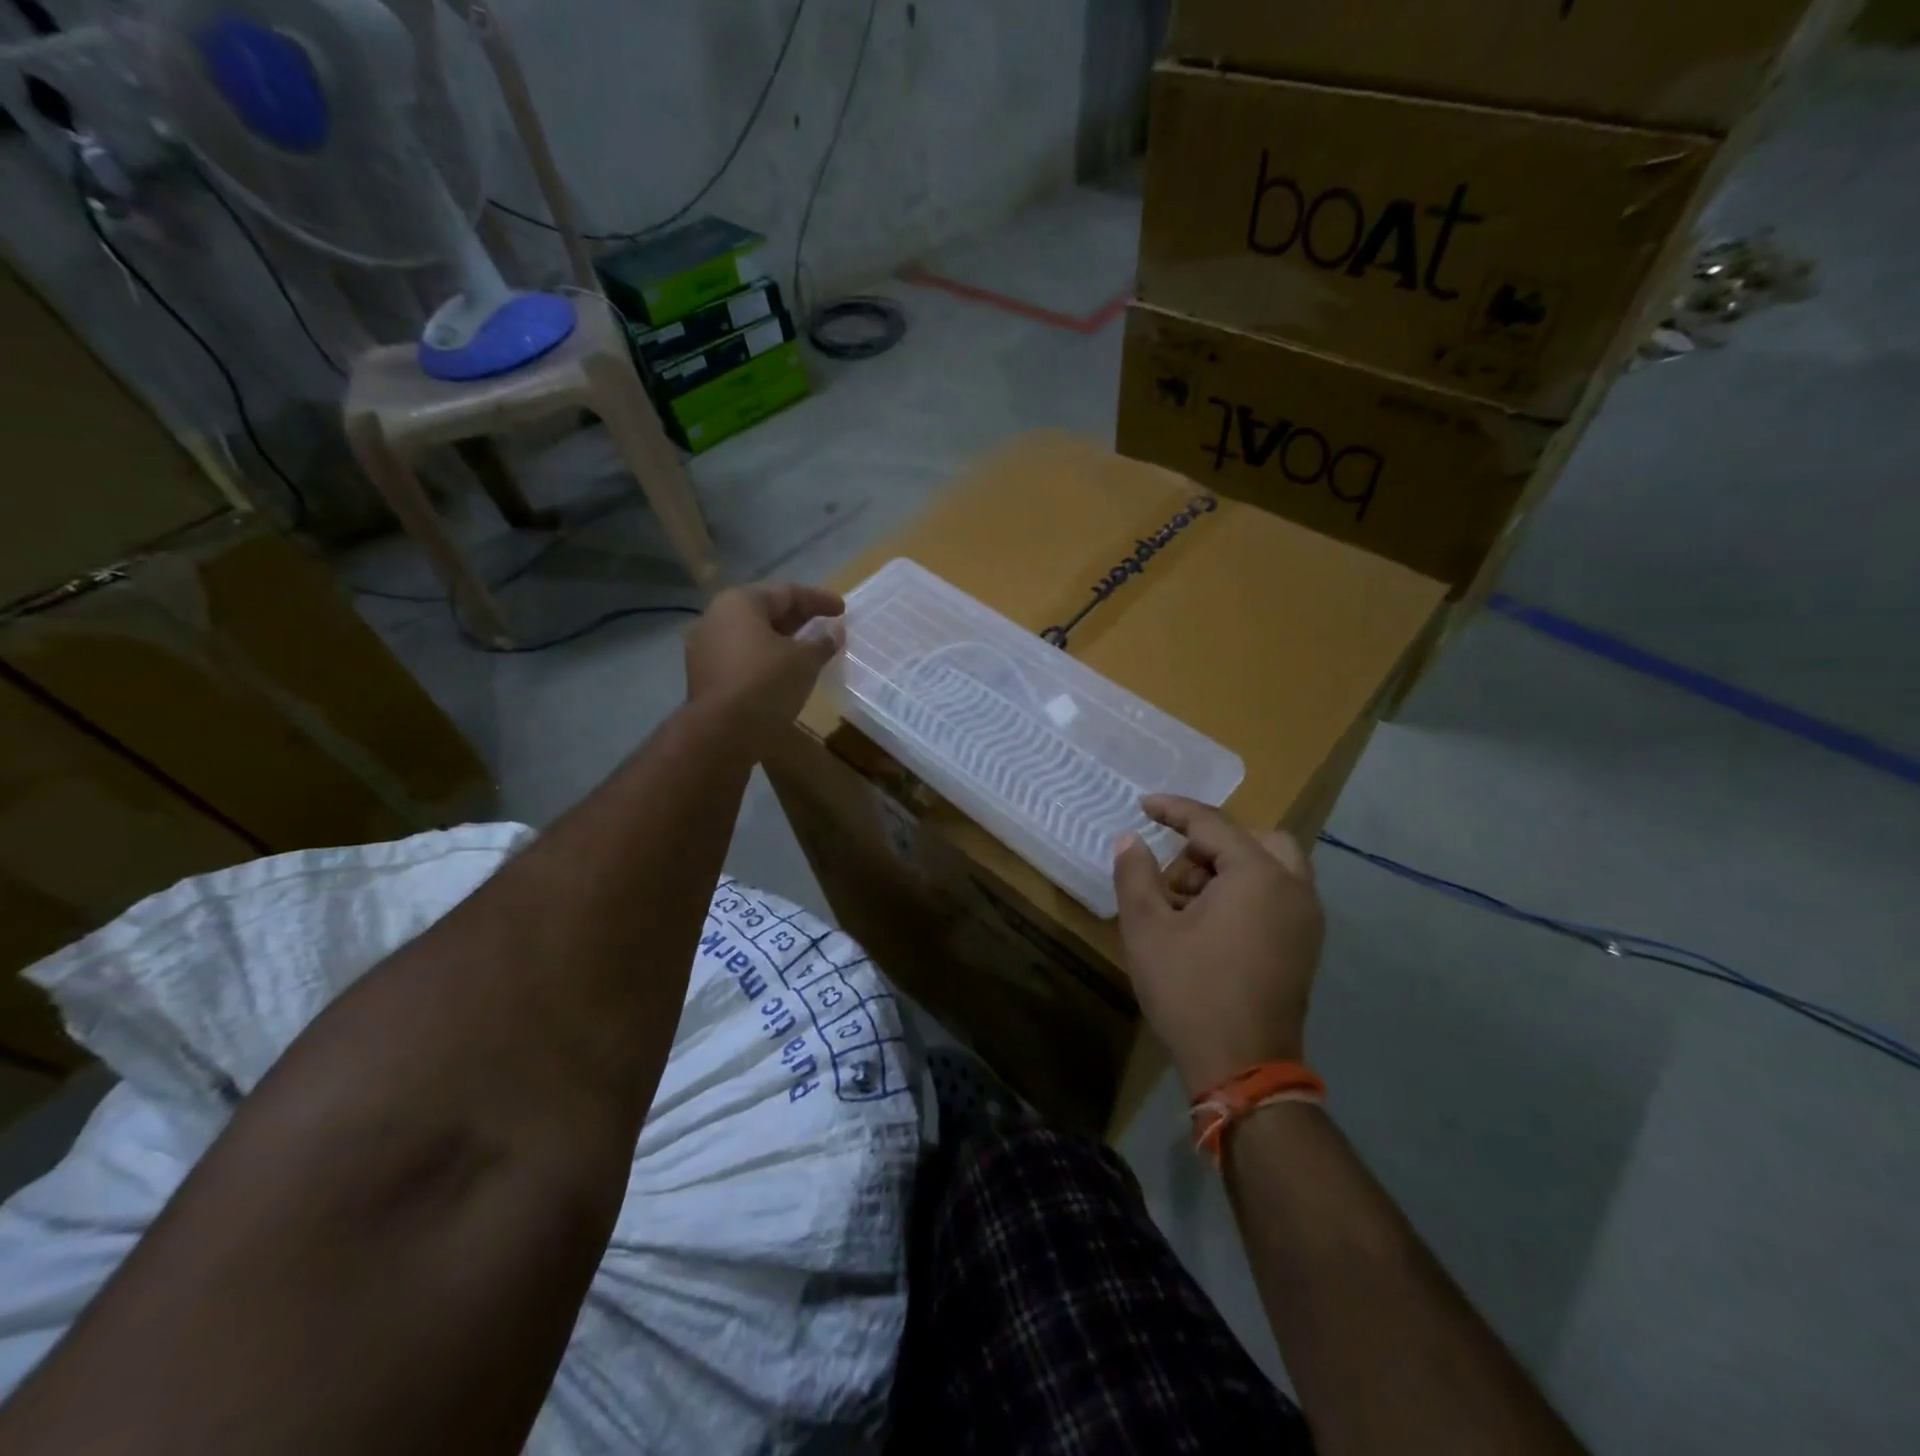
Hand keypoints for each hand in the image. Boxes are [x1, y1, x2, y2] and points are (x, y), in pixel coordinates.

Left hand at [684, 583, 844, 745]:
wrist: (721, 732)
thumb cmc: (766, 683)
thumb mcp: (805, 660)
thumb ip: (823, 642)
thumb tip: (835, 630)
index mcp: (739, 602)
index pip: (787, 592)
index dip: (819, 600)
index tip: (842, 609)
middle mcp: (715, 618)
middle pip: (765, 612)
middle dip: (798, 620)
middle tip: (825, 627)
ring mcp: (704, 648)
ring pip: (752, 637)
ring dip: (781, 642)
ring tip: (808, 652)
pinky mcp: (704, 676)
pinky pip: (742, 659)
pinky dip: (765, 660)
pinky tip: (784, 673)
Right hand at [1112, 796, 1324, 1094]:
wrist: (1242, 1069)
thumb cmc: (1190, 991)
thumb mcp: (1147, 928)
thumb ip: (1135, 874)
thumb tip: (1130, 840)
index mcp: (1258, 875)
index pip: (1212, 824)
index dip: (1173, 810)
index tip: (1143, 806)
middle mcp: (1293, 889)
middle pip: (1257, 840)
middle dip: (1213, 843)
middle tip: (1178, 869)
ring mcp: (1306, 920)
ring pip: (1271, 868)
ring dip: (1230, 869)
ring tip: (1186, 903)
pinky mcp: (1305, 947)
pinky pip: (1278, 896)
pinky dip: (1247, 892)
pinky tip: (1210, 924)